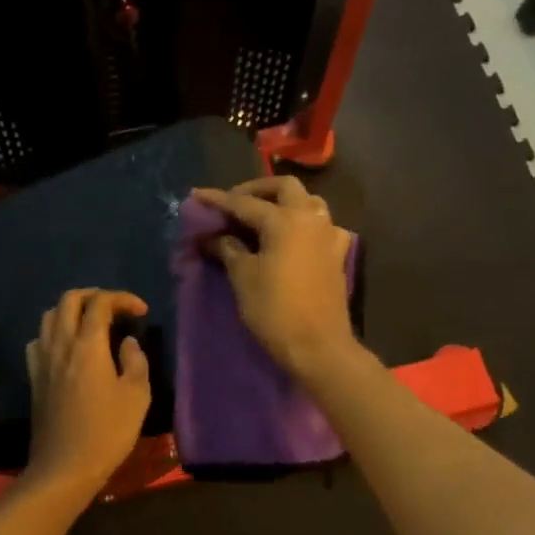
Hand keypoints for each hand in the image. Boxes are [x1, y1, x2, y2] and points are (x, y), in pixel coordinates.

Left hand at [23, 289, 152, 498]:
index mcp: (87, 345)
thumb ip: (135, 362)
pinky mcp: (34, 378)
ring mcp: (42, 361)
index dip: (122, 299)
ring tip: (91, 324)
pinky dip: (54, 334)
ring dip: (71, 311)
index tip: (140, 311)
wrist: (64, 467)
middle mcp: (60, 345)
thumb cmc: (107, 432)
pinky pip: (38, 341)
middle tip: (115, 309)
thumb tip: (128, 343)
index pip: (101, 303)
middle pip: (69, 300)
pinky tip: (67, 349)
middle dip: (94, 296)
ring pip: (49, 317)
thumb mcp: (136, 396)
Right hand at [193, 177, 360, 382]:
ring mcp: (329, 236)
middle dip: (257, 190)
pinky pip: (323, 227)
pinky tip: (295, 239)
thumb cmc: (275, 311)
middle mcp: (310, 219)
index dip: (218, 200)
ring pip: (309, 202)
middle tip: (235, 203)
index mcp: (284, 220)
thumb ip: (228, 249)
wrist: (318, 346)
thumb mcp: (243, 278)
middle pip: (285, 188)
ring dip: (285, 202)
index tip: (197, 196)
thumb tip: (213, 237)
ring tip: (264, 217)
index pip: (244, 203)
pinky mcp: (337, 256)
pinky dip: (306, 225)